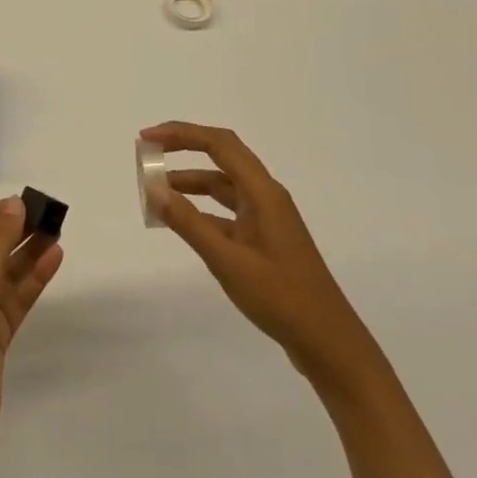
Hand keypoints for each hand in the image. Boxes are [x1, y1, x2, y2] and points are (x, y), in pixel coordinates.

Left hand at [0, 196, 63, 477]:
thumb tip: (15, 203)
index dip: (0, 214)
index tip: (29, 202)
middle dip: (19, 231)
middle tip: (51, 215)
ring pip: (10, 272)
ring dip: (31, 252)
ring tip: (58, 232)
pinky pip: (19, 297)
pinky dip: (35, 279)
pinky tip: (54, 259)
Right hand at [144, 121, 378, 394]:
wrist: (329, 344)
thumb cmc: (280, 298)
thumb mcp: (227, 260)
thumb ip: (188, 222)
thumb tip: (153, 188)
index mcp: (263, 192)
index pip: (219, 144)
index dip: (181, 134)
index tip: (147, 138)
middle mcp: (266, 195)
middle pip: (222, 155)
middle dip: (184, 147)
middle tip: (148, 151)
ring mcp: (267, 217)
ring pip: (223, 184)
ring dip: (190, 181)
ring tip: (156, 189)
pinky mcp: (264, 238)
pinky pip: (227, 210)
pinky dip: (201, 208)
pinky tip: (181, 221)